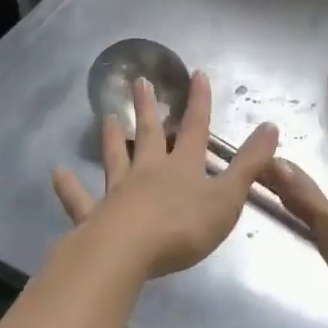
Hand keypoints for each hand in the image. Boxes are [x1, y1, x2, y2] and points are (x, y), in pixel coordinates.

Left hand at [52, 71, 280, 280]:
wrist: (127, 253)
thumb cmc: (183, 228)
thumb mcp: (227, 198)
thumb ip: (249, 164)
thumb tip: (271, 126)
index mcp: (182, 168)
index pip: (195, 128)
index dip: (199, 102)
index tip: (197, 74)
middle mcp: (149, 172)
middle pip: (150, 135)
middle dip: (149, 109)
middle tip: (139, 82)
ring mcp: (118, 193)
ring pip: (115, 159)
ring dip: (112, 138)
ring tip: (106, 117)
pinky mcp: (95, 218)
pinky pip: (80, 200)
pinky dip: (69, 187)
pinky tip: (57, 174)